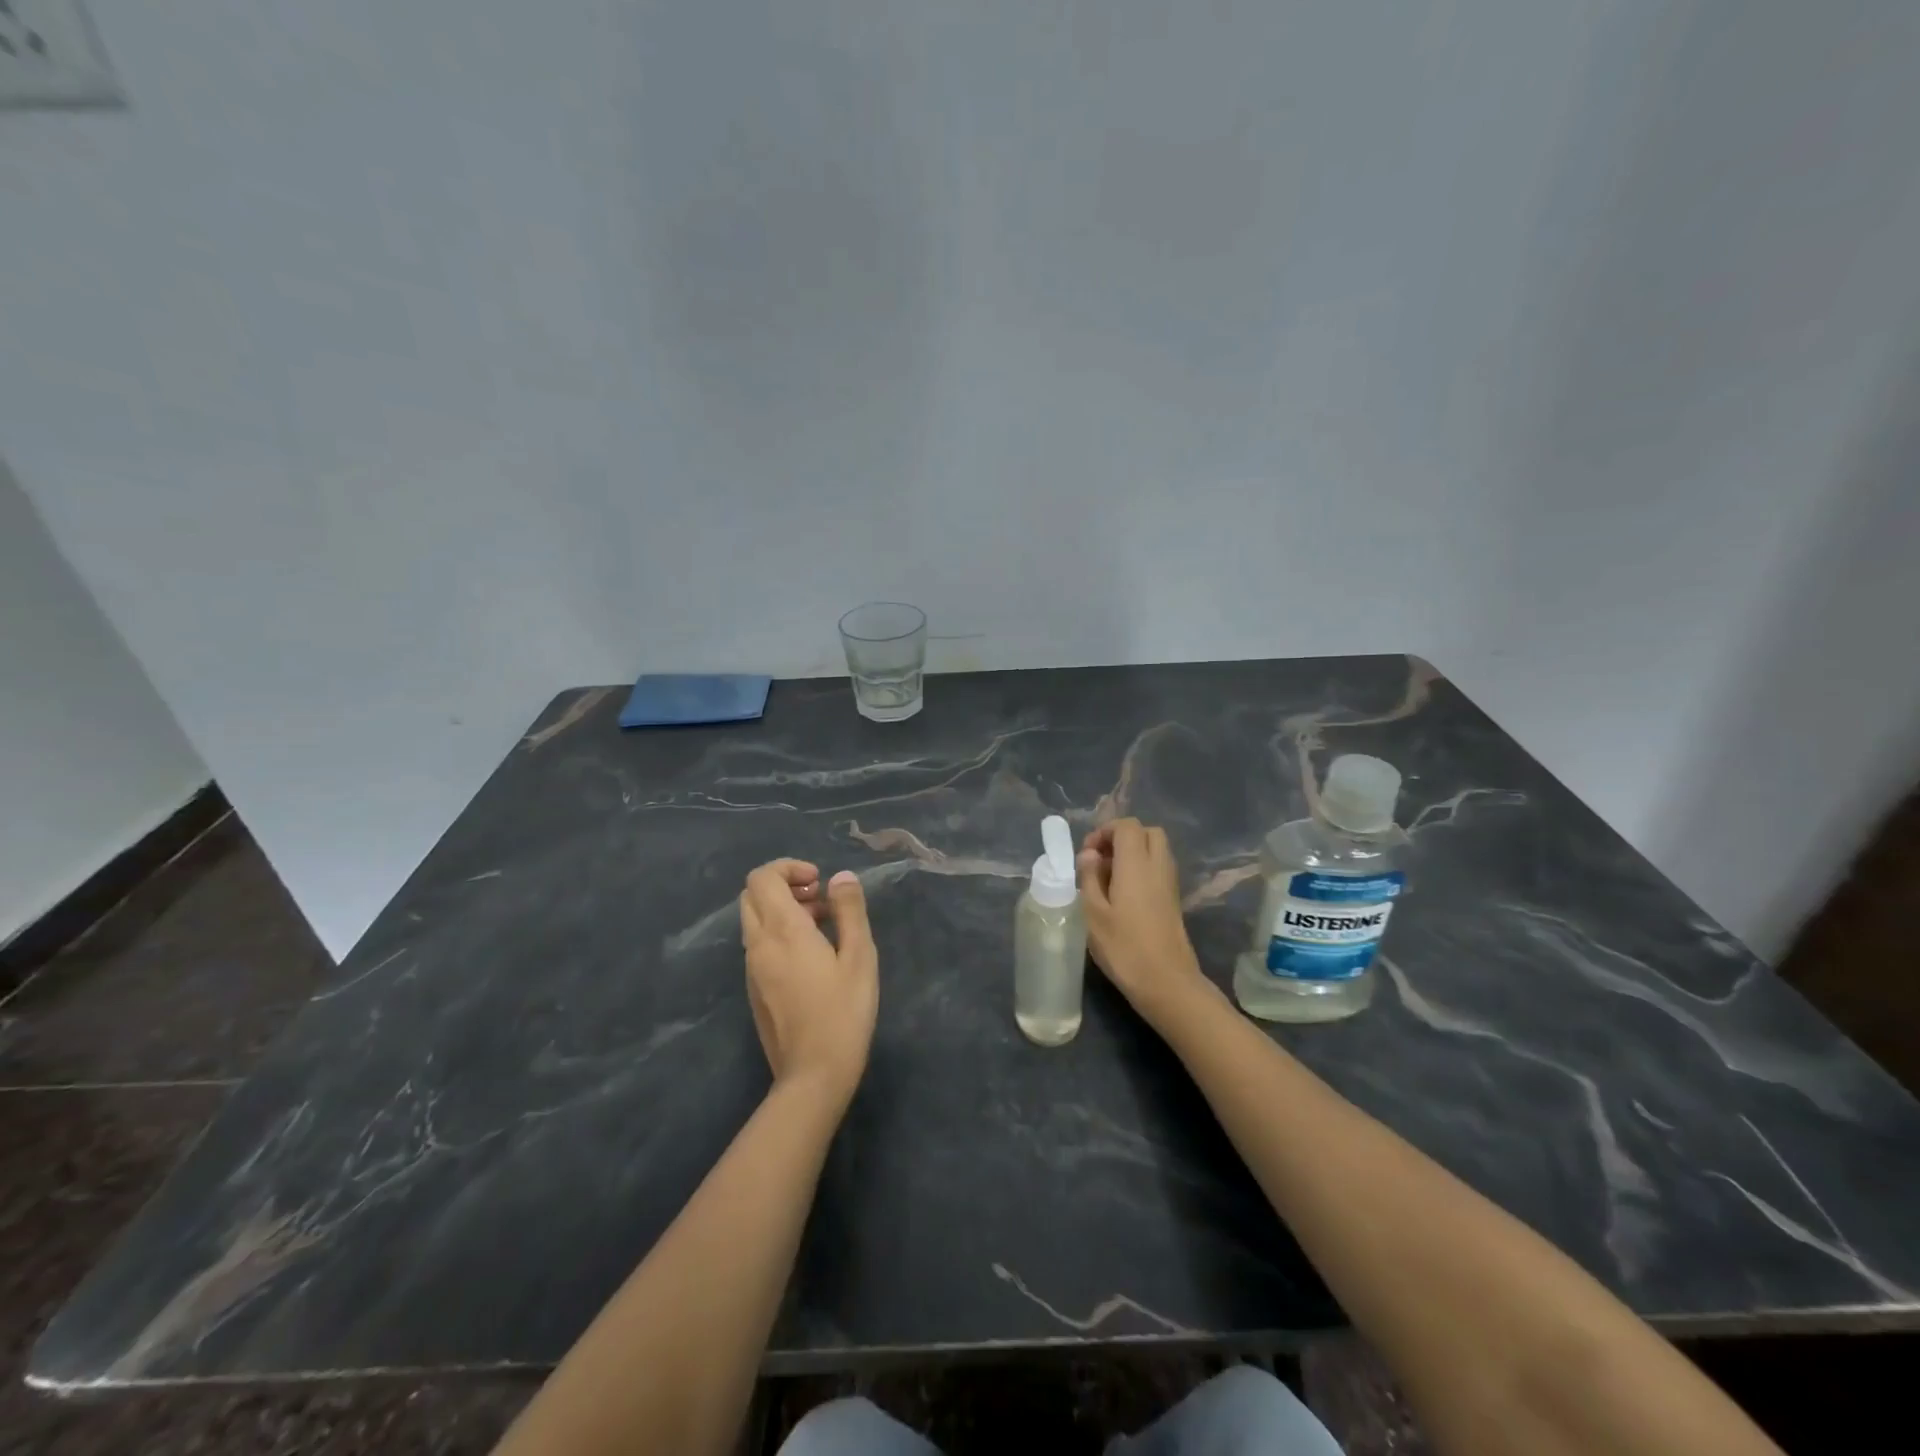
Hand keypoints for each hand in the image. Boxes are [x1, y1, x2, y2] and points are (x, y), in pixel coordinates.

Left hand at [739, 860, 877, 1106]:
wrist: (813, 1074)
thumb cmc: (843, 1011)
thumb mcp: (859, 956)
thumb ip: (849, 910)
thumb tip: (841, 877)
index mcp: (781, 930)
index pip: (762, 877)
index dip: (788, 867)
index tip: (819, 882)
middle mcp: (758, 944)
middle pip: (752, 895)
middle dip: (784, 886)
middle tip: (820, 899)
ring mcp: (752, 969)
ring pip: (754, 920)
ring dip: (783, 910)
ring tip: (824, 927)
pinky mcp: (754, 989)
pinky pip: (759, 945)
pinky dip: (779, 934)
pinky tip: (813, 958)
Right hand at [1078, 819, 1207, 1019]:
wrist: (1167, 983)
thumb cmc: (1124, 948)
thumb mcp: (1093, 914)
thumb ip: (1089, 878)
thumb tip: (1090, 855)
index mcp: (1136, 864)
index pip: (1127, 826)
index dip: (1105, 831)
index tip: (1087, 855)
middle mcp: (1157, 866)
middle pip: (1146, 832)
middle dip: (1121, 838)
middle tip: (1100, 861)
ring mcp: (1169, 884)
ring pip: (1155, 850)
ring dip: (1132, 854)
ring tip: (1108, 879)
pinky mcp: (1173, 900)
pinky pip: (1159, 869)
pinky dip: (1142, 870)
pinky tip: (1123, 896)